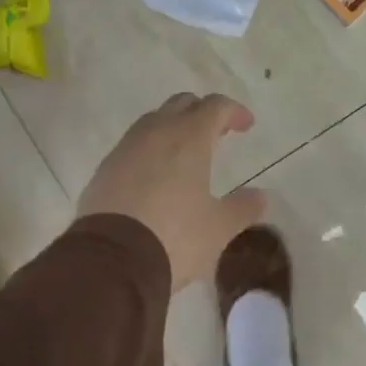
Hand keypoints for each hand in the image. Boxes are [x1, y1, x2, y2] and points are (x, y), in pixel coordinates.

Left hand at [78, 93, 266, 292]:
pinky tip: (155, 176)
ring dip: (173, 128)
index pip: (215, 107)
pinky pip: (132, 147)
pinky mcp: (104, 170)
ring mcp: (125, 150)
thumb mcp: (219, 228)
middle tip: (217, 133)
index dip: (234, 111)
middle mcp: (155, 134)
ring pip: (152, 122)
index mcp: (189, 138)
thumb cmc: (175, 237)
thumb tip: (261, 197)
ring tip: (186, 154)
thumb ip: (243, 208)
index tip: (247, 125)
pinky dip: (149, 151)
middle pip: (181, 105)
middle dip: (202, 112)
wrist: (111, 261)